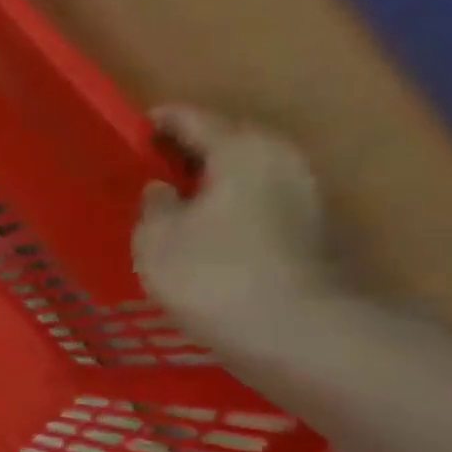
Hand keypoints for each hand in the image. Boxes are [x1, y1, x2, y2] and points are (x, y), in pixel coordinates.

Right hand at [134, 105, 339, 349]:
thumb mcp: (156, 239)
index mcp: (241, 148)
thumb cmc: (212, 275)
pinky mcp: (314, 231)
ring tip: (177, 203)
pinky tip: (208, 233)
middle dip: (191, 152)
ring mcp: (306, 195)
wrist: (294, 331)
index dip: (161, 123)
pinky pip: (259, 205)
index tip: (137, 127)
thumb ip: (153, 206)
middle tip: (154, 167)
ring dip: (214, 184)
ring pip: (247, 176)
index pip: (194, 120)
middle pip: (229, 143)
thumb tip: (163, 189)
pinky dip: (231, 210)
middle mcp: (282, 159)